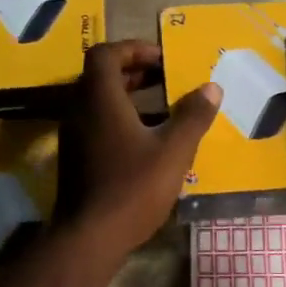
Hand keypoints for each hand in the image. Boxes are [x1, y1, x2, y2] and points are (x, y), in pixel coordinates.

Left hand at [56, 40, 221, 253]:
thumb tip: (212, 88)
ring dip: (128, 97)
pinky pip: (97, 123)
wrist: (89, 237)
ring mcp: (74, 135)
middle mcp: (80, 110)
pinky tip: (147, 140)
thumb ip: (193, 116)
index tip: (162, 58)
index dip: (133, 49)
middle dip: (134, 72)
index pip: (106, 54)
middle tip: (166, 78)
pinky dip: (120, 119)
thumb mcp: (173, 151)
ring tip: (163, 107)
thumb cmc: (132, 187)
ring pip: (98, 102)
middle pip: (101, 76)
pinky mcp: (75, 158)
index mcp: (100, 99)